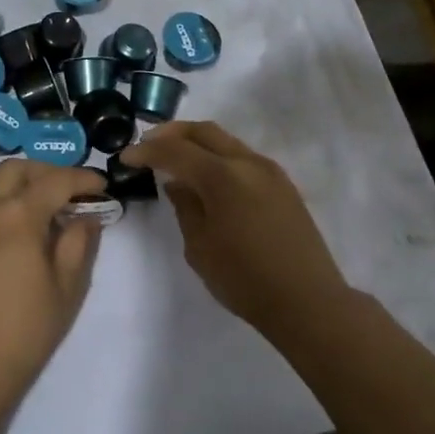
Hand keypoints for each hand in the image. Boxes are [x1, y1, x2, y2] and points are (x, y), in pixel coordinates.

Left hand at [0, 160, 106, 406]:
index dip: (82, 179)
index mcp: (16, 215)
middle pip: (17, 170)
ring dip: (22, 187)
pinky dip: (3, 205)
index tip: (101, 187)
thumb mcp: (65, 289)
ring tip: (47, 213)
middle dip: (47, 172)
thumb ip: (78, 243)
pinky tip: (19, 233)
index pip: (55, 180)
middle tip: (71, 193)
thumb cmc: (21, 331)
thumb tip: (85, 216)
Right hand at [120, 122, 349, 330]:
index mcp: (223, 176)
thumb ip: (185, 207)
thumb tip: (178, 183)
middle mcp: (248, 163)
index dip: (147, 150)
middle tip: (148, 144)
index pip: (176, 150)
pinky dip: (218, 157)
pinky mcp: (283, 185)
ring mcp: (270, 171)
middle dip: (172, 133)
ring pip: (226, 141)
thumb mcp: (200, 247)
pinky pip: (242, 157)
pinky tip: (207, 178)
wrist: (308, 301)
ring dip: (197, 143)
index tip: (126, 157)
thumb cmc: (245, 279)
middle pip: (204, 131)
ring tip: (175, 159)